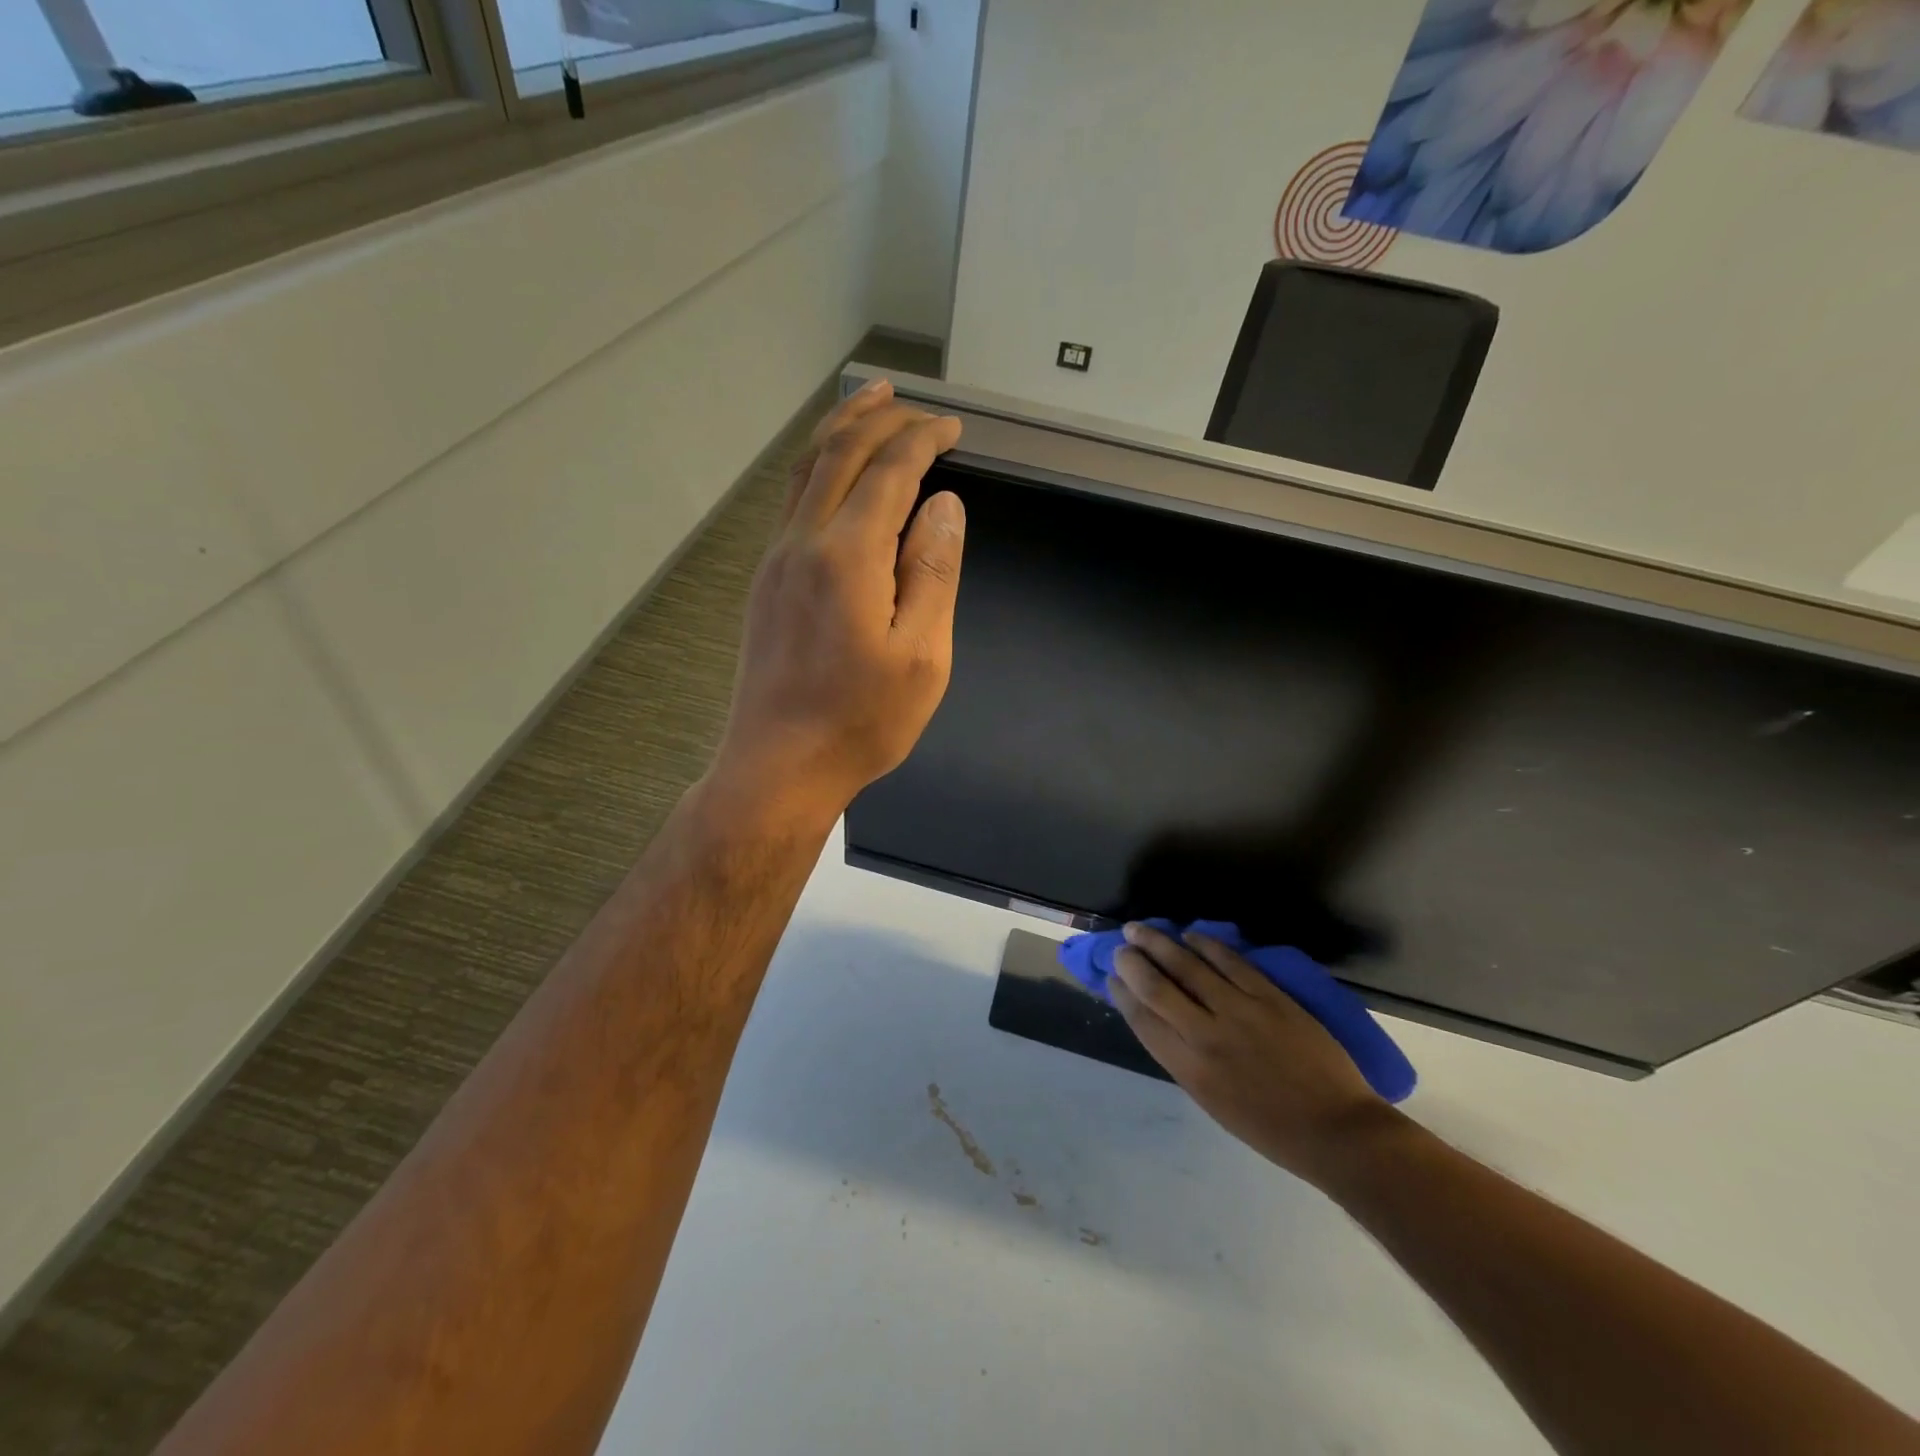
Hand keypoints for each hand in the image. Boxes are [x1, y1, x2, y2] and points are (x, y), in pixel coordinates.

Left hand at [714, 379, 965, 820]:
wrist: (778, 765)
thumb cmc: (861, 721)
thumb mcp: (922, 656)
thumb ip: (933, 572)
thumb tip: (944, 505)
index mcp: (849, 557)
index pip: (890, 471)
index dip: (922, 440)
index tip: (951, 428)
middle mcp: (804, 543)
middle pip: (839, 454)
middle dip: (878, 418)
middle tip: (910, 401)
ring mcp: (777, 561)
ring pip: (806, 472)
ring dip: (839, 432)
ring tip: (867, 404)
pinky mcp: (766, 582)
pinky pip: (792, 501)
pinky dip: (818, 468)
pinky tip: (833, 473)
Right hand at [1110, 923, 1401, 1188]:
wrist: (1335, 1131)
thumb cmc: (1270, 1128)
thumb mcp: (1212, 1102)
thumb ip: (1184, 1059)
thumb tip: (1163, 1021)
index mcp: (1190, 1069)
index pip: (1142, 1020)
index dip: (1122, 994)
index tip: (1111, 978)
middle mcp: (1207, 1035)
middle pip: (1156, 986)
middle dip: (1131, 962)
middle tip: (1120, 947)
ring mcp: (1240, 1011)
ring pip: (1188, 965)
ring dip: (1158, 943)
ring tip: (1139, 929)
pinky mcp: (1270, 997)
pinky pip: (1230, 961)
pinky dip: (1205, 944)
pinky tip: (1190, 935)